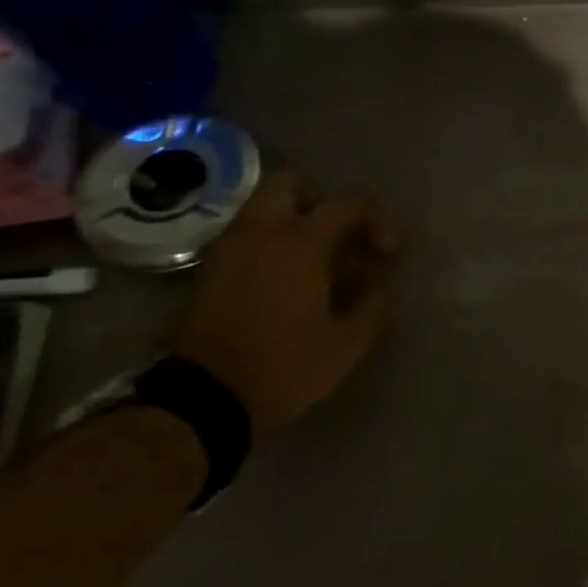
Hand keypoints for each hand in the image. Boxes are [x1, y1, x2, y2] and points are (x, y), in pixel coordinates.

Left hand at [169, 171, 400, 432]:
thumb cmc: (283, 366)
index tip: (387, 251)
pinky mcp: (208, 272)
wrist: (200, 402)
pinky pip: (245, 236)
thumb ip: (372, 307)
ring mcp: (228, 250)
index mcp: (300, 242)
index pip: (347, 203)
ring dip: (292, 220)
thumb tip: (378, 289)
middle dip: (321, 199)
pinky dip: (269, 242)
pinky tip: (284, 278)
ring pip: (262, 208)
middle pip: (291, 184)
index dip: (376, 219)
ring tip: (315, 257)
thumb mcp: (347, 344)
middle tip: (340, 232)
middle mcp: (261, 233)